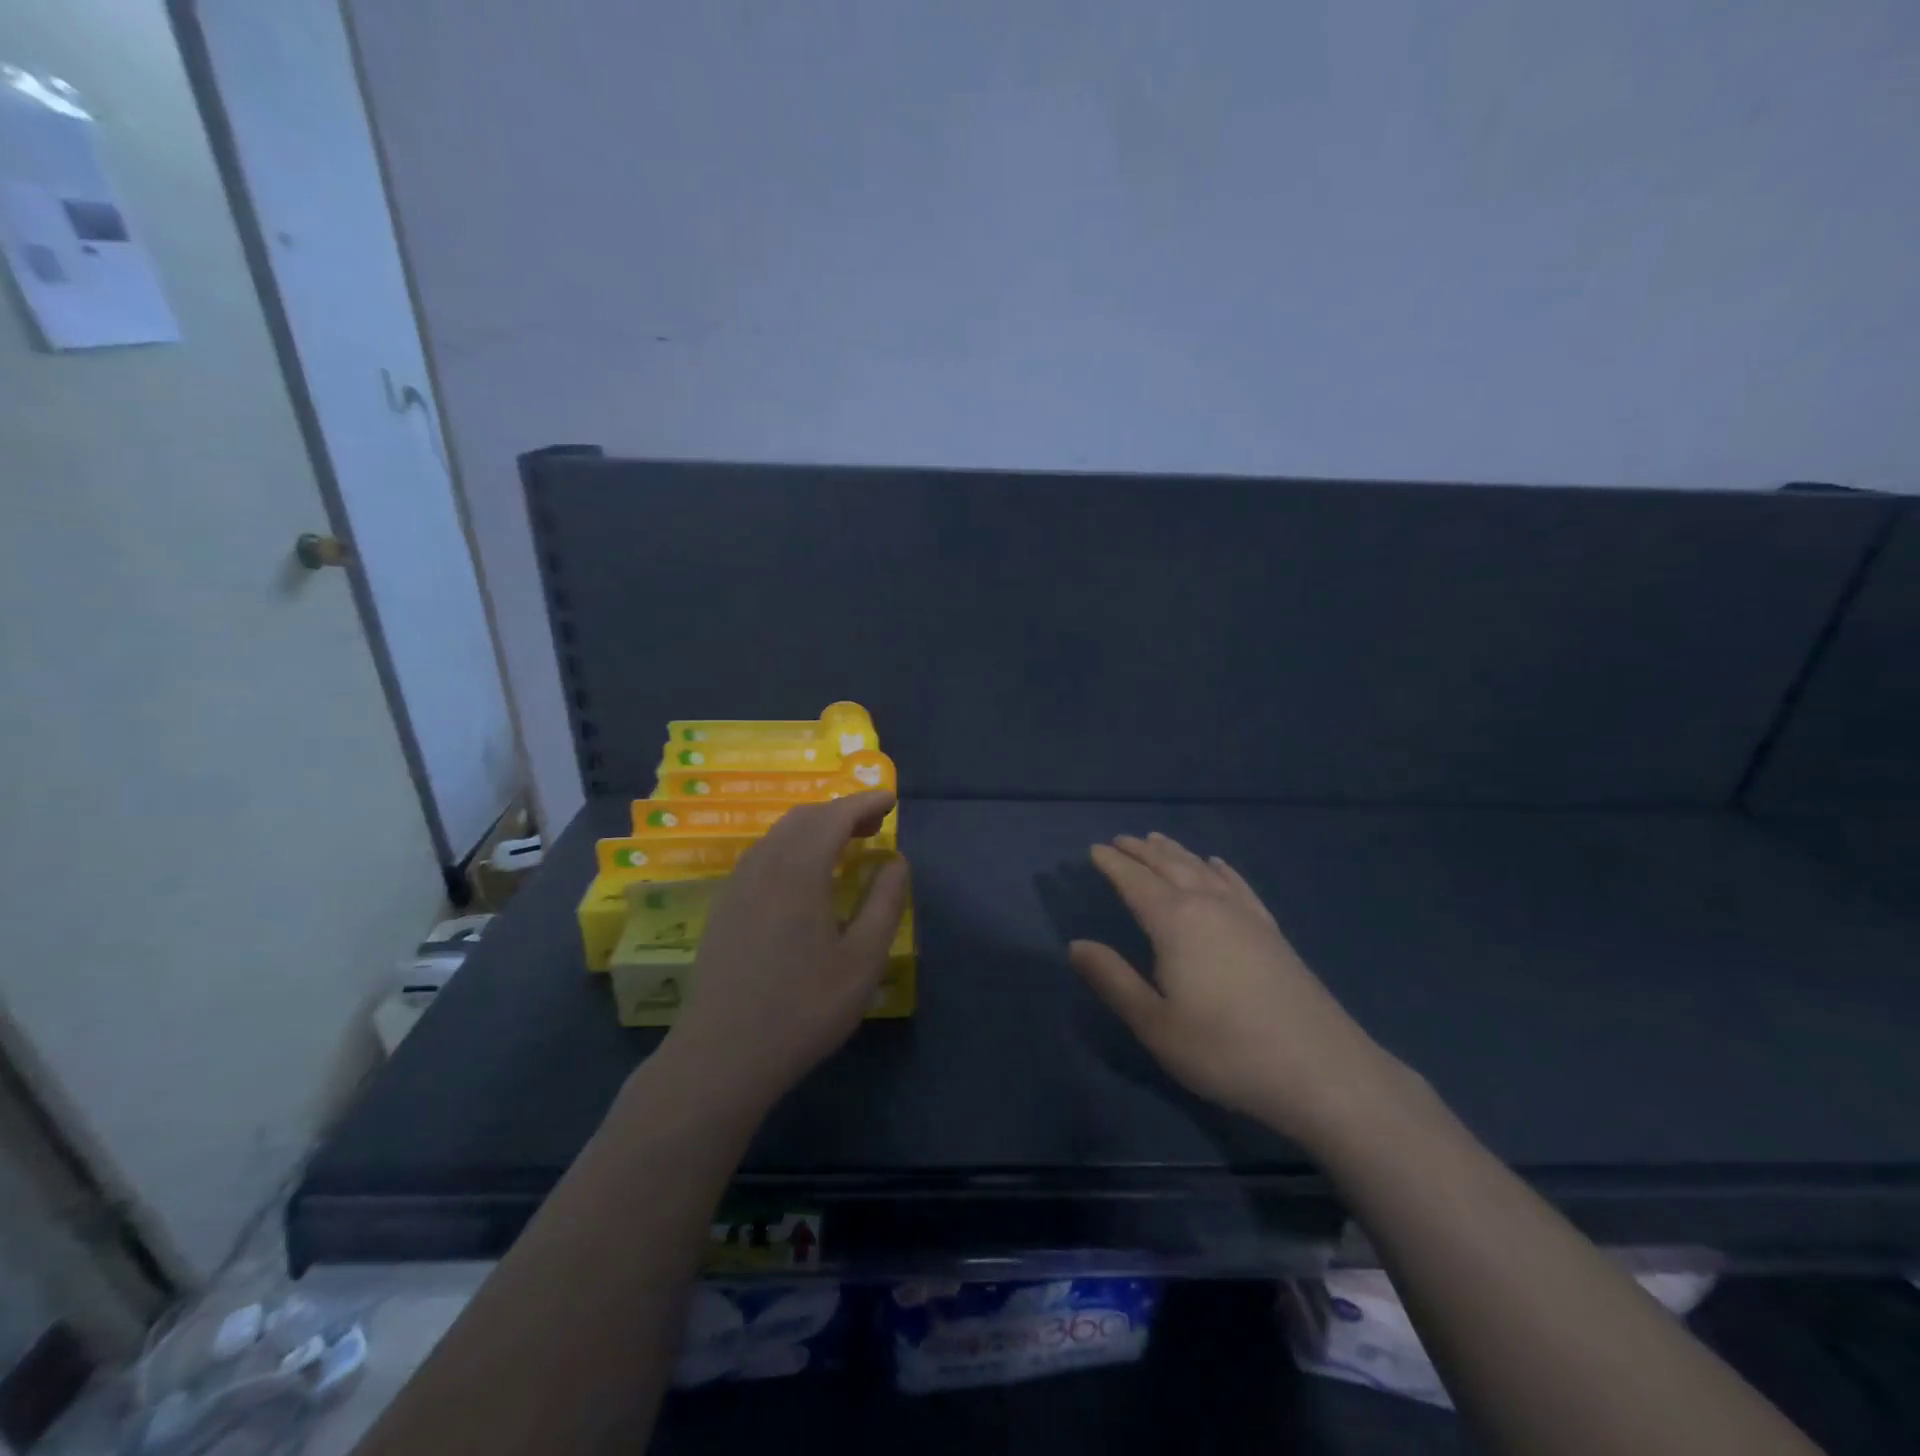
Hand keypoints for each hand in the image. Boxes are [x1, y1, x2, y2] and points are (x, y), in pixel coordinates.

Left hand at [658, 790, 908, 1122]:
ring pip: (779, 835)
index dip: (865, 802)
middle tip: (874, 824)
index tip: (890, 799)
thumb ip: (884, 903)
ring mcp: (737, 885)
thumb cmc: (803, 1008)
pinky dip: (791, 847)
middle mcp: (764, 865)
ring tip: (843, 845)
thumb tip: (895, 861)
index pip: (835, 816)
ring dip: (814, 828)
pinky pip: (762, 856)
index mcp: (799, 870)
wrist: (721, 1056)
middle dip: (841, 811)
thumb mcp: (862, 960)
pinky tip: (802, 876)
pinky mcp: (724, 907)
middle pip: (804, 818)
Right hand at [1068, 833, 1402, 1146]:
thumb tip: (1076, 944)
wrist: (1322, 1070)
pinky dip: (1221, 870)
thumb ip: (1113, 980)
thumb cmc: (1225, 1050)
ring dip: (1176, 852)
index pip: (1135, 881)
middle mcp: (1209, 905)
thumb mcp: (1155, 1024)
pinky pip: (1239, 886)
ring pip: (1202, 870)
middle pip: (1169, 866)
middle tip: (1120, 840)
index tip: (1094, 848)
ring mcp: (1246, 915)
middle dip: (1141, 851)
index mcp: (1175, 922)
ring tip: (1157, 840)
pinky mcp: (1272, 931)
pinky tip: (1218, 865)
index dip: (1113, 864)